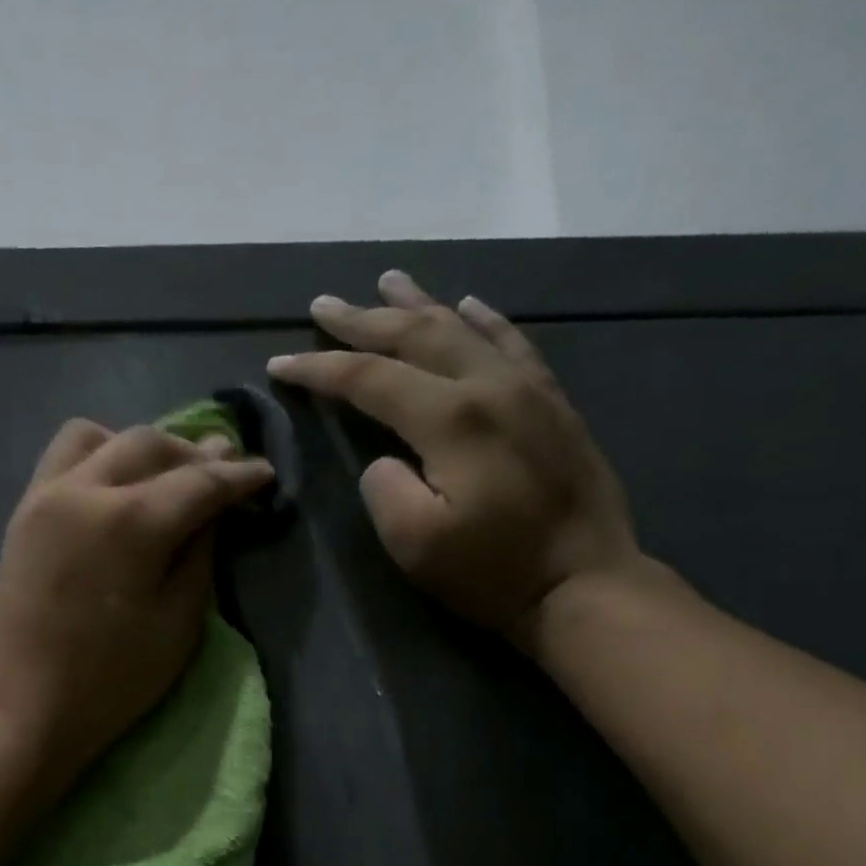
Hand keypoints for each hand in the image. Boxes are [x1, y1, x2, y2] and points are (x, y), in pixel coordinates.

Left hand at [0, 418, 273, 794]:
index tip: (265, 473)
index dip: (239, 475)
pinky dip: (101, 455)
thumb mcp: (177, 627)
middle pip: (150, 444)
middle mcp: (85, 489)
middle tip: (224, 472)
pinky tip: (117, 488)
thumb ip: (199, 557)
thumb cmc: (107, 683)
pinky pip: (65, 457)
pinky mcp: (23, 512)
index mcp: (130, 522)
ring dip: (143, 448)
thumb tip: (210, 511)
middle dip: (195, 453)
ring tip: (166, 478)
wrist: (15, 709)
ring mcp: (45, 495)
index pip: (200, 481)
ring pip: (102, 437)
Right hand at [267, 270, 642, 642]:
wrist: (584, 584)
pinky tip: (467, 305)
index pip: (370, 378)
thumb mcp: (415, 544)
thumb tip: (386, 457)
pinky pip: (513, 344)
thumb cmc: (493, 571)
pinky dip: (484, 320)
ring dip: (419, 305)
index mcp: (451, 419)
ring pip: (463, 329)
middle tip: (323, 304)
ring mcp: (528, 389)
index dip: (319, 369)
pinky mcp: (553, 403)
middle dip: (362, 320)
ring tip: (387, 282)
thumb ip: (385, 488)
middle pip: (415, 337)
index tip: (280, 363)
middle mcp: (490, 386)